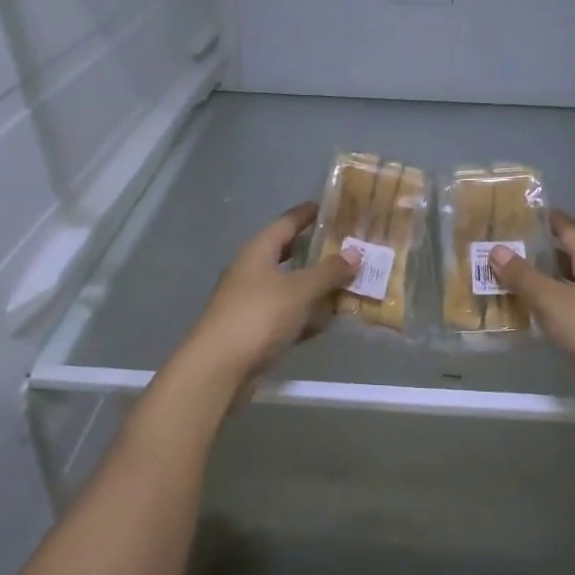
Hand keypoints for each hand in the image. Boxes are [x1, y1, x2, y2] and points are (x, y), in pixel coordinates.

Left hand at [178, 204, 356, 388]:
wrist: (219, 367)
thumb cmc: (258, 317)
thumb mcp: (299, 290)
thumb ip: (328, 271)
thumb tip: (355, 252)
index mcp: (258, 251)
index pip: (286, 222)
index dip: (309, 213)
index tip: (334, 207)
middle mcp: (252, 271)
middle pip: (289, 254)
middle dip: (318, 251)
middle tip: (350, 247)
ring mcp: (252, 302)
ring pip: (291, 287)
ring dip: (316, 286)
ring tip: (350, 282)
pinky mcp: (256, 330)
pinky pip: (288, 315)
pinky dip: (308, 315)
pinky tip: (330, 320)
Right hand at [488, 212, 574, 390]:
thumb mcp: (552, 301)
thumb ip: (524, 276)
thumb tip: (497, 249)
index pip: (571, 230)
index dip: (550, 219)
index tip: (523, 213)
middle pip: (572, 258)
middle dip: (542, 253)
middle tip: (507, 251)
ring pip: (573, 287)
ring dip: (546, 284)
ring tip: (512, 284)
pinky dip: (554, 310)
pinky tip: (536, 320)